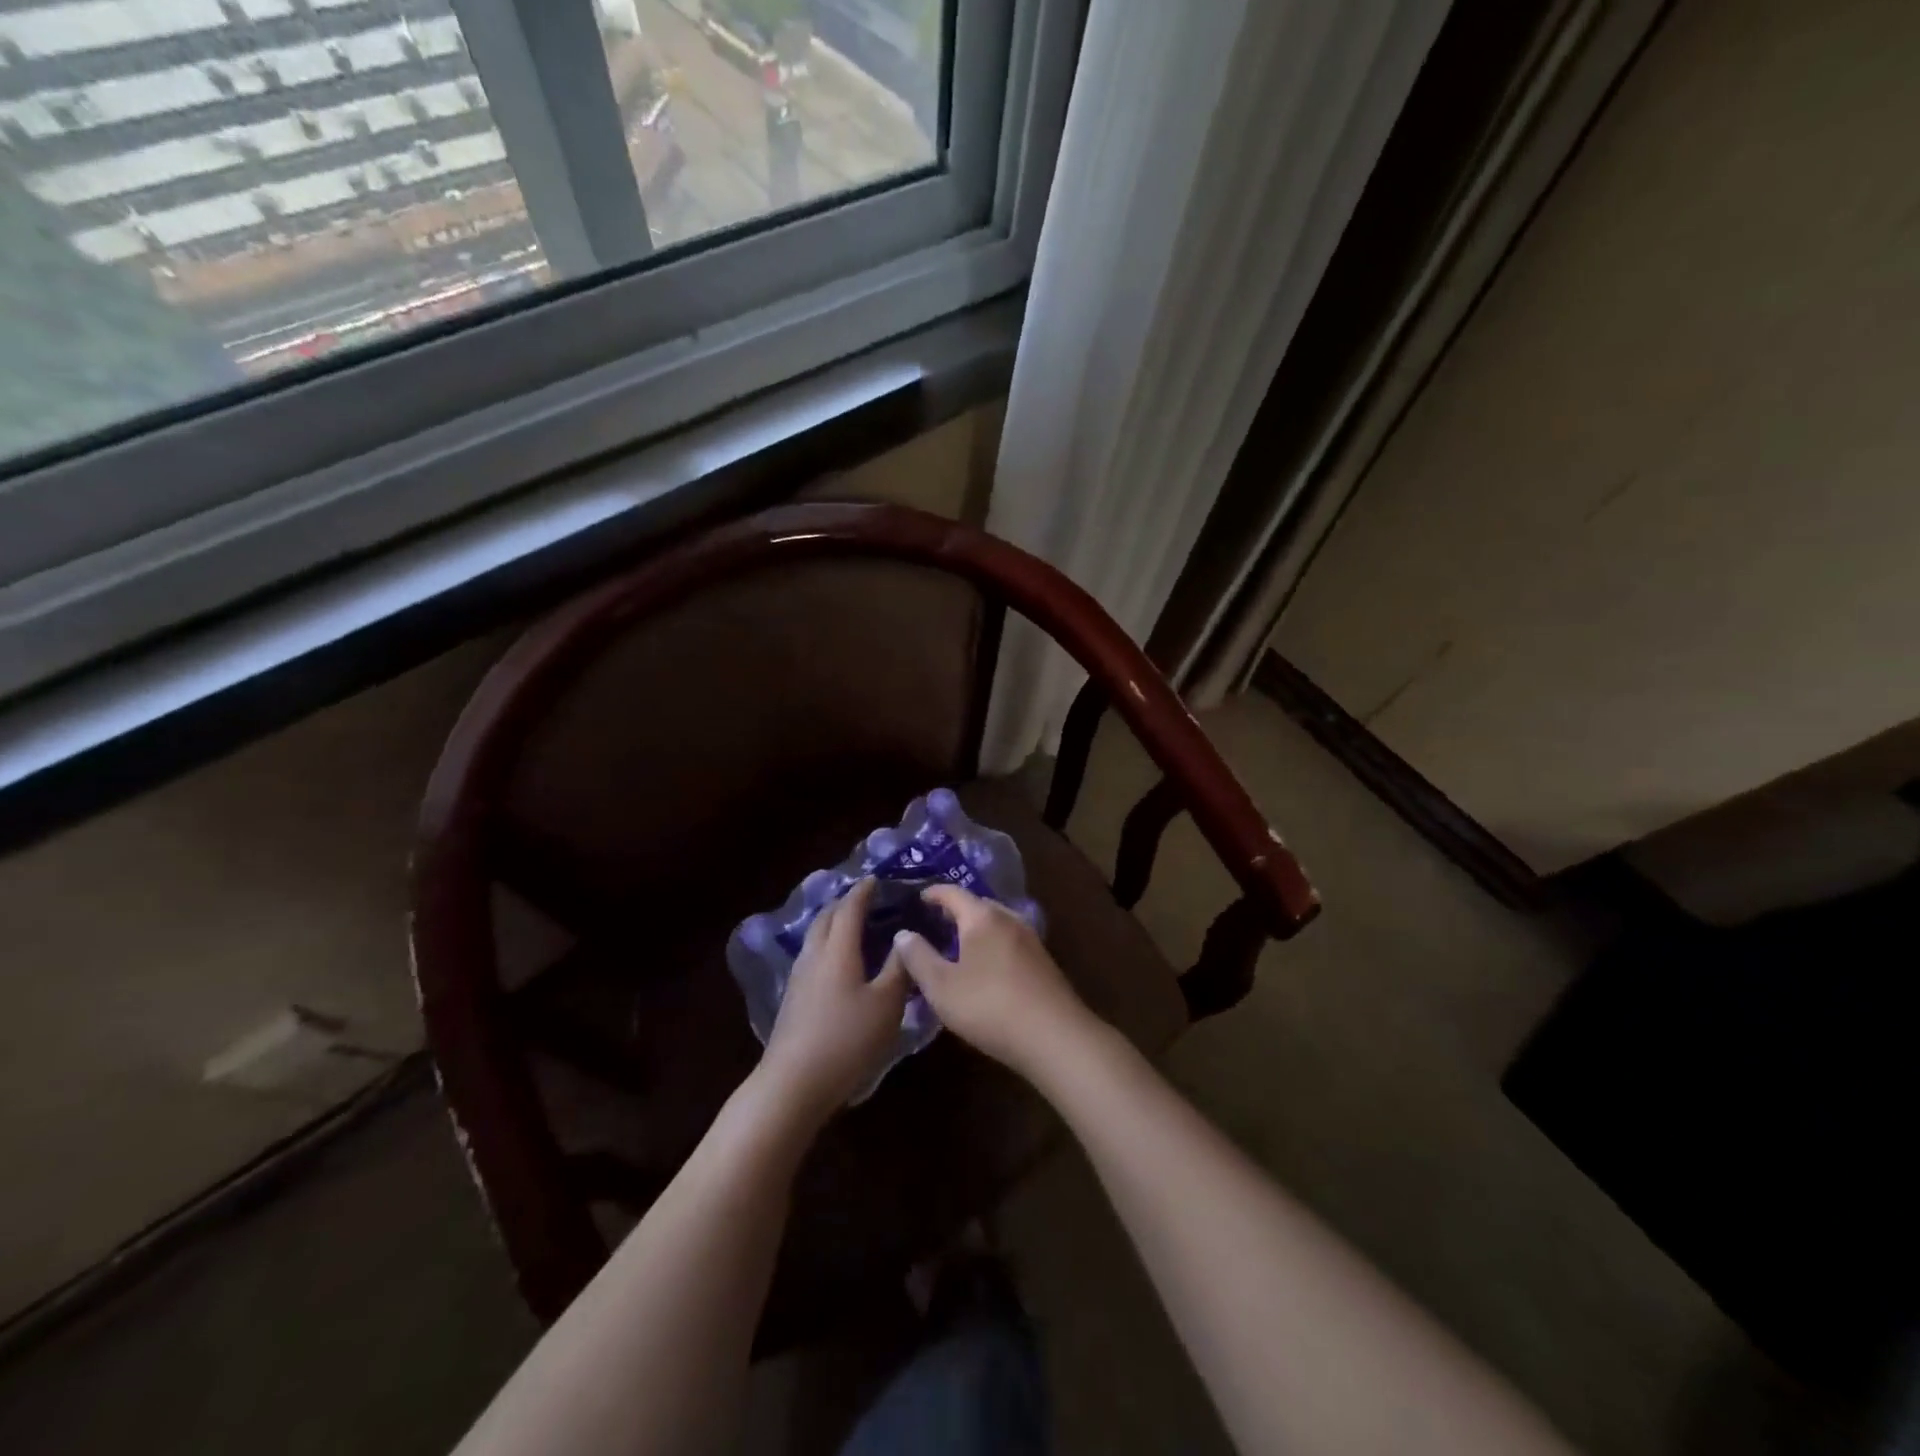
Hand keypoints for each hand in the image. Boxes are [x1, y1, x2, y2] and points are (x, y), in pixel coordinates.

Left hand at [759, 877, 910, 1119]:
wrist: (794, 1083)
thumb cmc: (847, 1039)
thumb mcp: (887, 1004)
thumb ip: (899, 967)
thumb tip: (906, 936)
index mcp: (838, 949)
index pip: (850, 908)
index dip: (863, 891)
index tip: (876, 879)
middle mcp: (814, 955)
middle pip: (826, 917)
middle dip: (845, 904)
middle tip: (867, 901)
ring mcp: (799, 977)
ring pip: (815, 937)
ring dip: (833, 924)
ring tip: (855, 927)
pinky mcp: (793, 998)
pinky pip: (812, 956)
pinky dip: (828, 946)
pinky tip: (840, 962)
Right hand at [888, 884, 1096, 1080]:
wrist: (1055, 1036)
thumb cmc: (989, 1006)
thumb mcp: (941, 986)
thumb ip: (918, 957)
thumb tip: (904, 934)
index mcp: (982, 917)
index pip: (953, 893)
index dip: (933, 894)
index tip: (918, 898)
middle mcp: (1009, 919)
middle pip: (978, 905)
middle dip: (955, 911)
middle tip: (933, 923)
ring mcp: (1031, 939)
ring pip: (996, 924)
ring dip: (975, 929)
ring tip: (956, 946)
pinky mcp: (1043, 962)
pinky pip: (1009, 942)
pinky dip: (991, 945)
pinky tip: (984, 968)